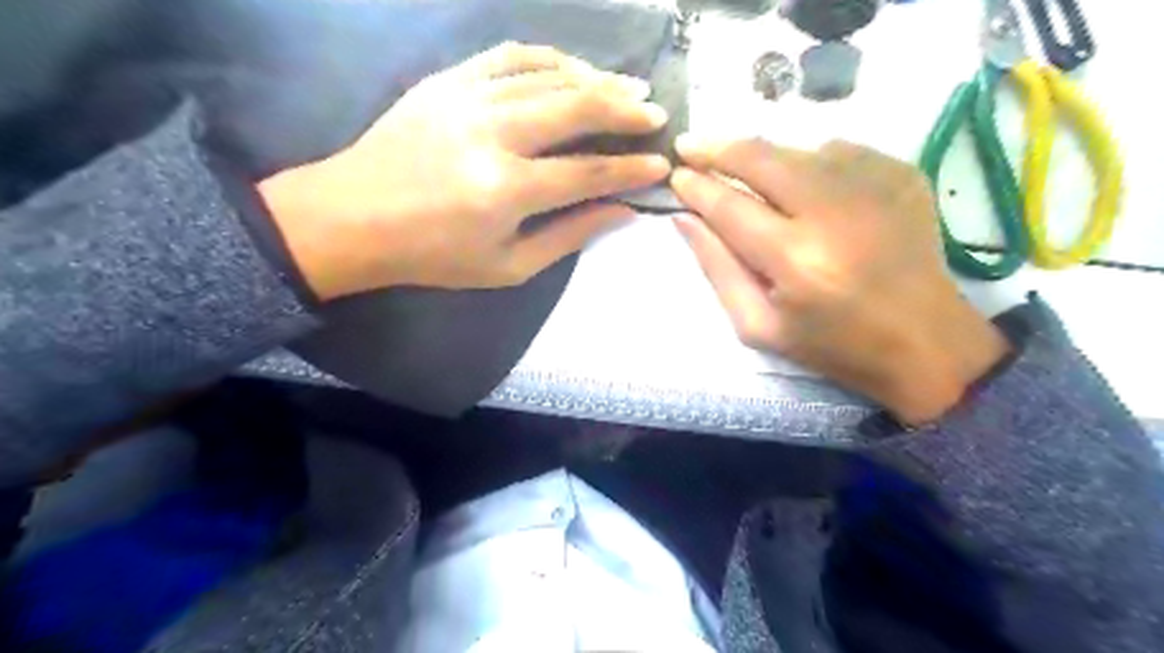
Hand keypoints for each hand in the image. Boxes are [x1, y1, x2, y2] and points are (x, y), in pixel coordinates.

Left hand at [258, 44, 667, 301]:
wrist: (353, 218)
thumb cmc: (433, 255)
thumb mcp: (507, 267)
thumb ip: (568, 236)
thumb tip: (621, 211)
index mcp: (505, 190)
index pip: (587, 173)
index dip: (629, 169)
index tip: (660, 165)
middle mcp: (491, 134)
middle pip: (575, 108)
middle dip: (624, 110)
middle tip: (655, 113)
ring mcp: (466, 98)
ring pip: (547, 75)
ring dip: (594, 79)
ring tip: (626, 88)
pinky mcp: (447, 81)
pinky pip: (509, 56)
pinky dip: (548, 58)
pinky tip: (572, 67)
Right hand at [673, 134, 1011, 423]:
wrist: (926, 343)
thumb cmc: (833, 344)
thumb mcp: (759, 326)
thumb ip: (717, 269)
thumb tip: (685, 219)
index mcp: (795, 260)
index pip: (730, 206)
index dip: (697, 187)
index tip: (676, 175)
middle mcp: (833, 213)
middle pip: (762, 159)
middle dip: (719, 149)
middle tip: (691, 144)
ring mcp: (874, 186)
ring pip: (797, 149)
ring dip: (762, 156)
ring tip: (742, 169)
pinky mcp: (901, 175)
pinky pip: (838, 151)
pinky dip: (809, 162)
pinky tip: (803, 185)